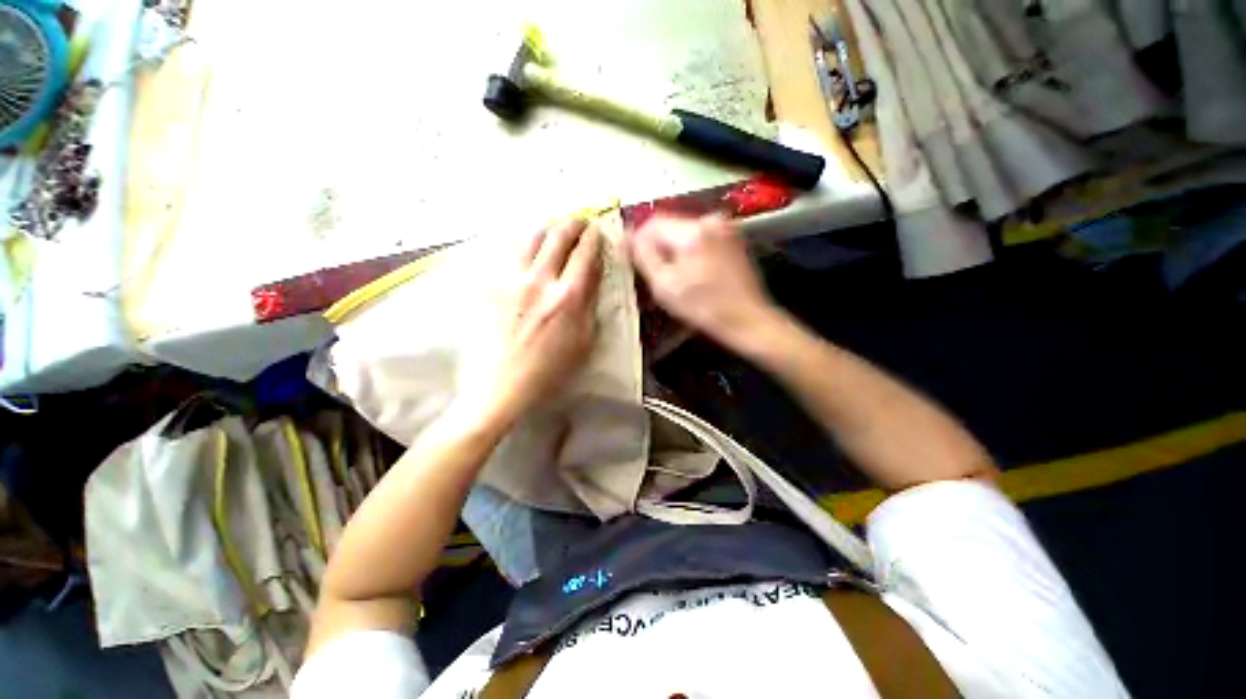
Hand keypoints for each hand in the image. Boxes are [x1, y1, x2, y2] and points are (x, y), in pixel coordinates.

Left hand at [462, 218, 601, 425]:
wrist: (502, 385)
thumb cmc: (550, 370)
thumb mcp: (584, 341)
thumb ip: (590, 304)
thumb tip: (592, 276)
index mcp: (568, 297)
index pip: (585, 254)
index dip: (594, 238)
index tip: (598, 231)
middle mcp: (540, 280)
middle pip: (558, 236)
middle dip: (573, 224)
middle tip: (580, 223)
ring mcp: (512, 280)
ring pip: (530, 238)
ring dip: (547, 229)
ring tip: (554, 232)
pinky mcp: (492, 286)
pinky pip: (509, 254)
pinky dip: (524, 246)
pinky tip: (528, 252)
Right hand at [630, 215, 777, 351]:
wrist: (747, 319)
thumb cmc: (704, 307)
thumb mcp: (665, 286)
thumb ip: (643, 257)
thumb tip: (626, 236)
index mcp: (693, 232)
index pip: (653, 223)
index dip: (638, 239)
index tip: (632, 258)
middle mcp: (710, 220)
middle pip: (670, 225)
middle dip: (656, 245)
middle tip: (651, 271)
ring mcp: (725, 228)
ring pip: (684, 232)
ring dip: (671, 248)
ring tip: (670, 274)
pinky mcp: (732, 238)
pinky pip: (700, 237)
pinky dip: (688, 250)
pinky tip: (689, 272)